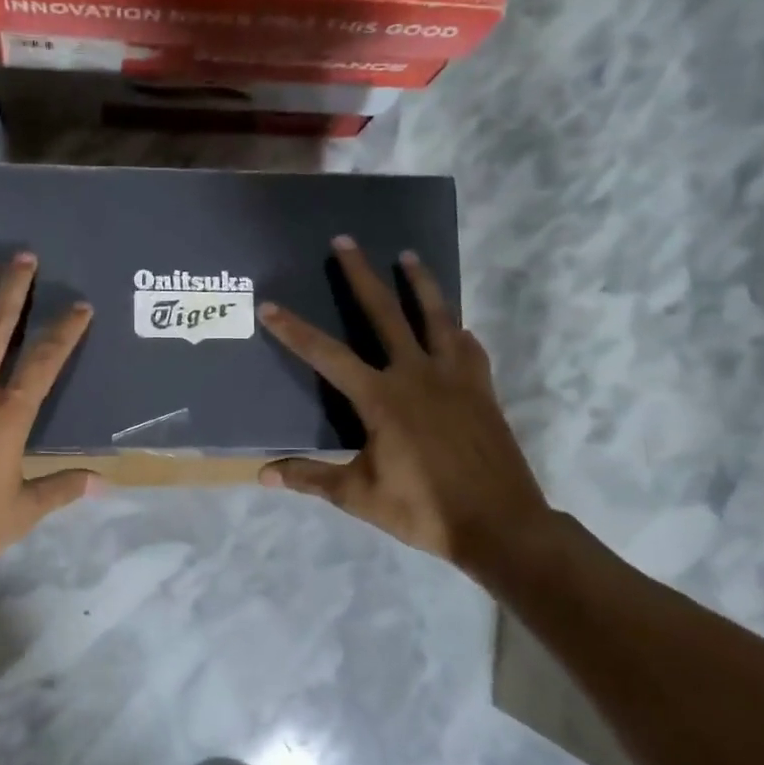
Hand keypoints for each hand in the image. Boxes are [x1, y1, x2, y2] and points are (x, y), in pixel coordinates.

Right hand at [256, 238, 552, 581]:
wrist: (500, 524)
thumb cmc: (423, 510)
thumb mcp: (358, 496)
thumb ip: (311, 478)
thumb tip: (263, 474)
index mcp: (382, 399)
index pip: (327, 355)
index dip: (295, 331)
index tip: (271, 306)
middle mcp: (417, 375)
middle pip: (384, 314)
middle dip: (361, 276)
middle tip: (345, 241)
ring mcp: (455, 378)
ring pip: (436, 317)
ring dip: (420, 284)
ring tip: (408, 256)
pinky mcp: (482, 390)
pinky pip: (469, 348)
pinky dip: (458, 331)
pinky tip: (456, 327)